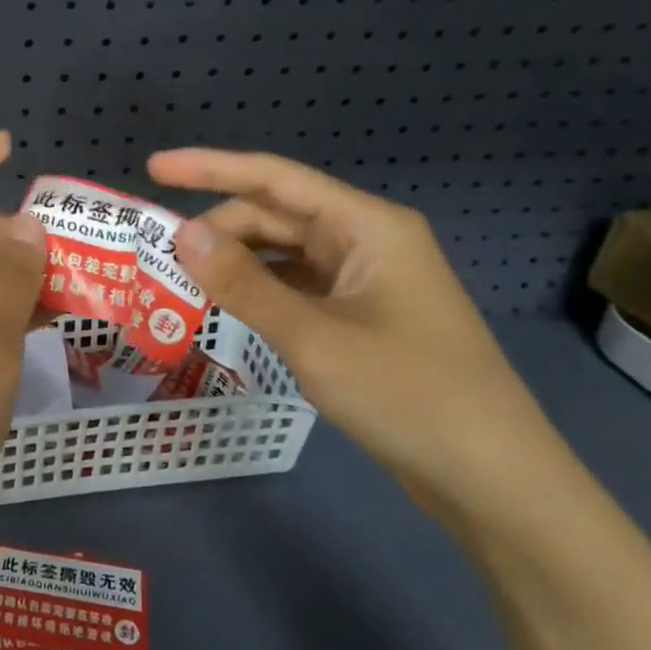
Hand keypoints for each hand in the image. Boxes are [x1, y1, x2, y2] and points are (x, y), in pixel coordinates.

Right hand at [148, 147, 565, 514]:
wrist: (495, 482)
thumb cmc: (409, 396)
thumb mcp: (313, 337)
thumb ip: (244, 283)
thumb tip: (181, 234)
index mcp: (367, 226)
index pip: (274, 179)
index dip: (210, 168)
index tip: (155, 167)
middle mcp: (367, 241)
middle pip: (277, 216)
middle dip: (219, 229)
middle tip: (162, 256)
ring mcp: (368, 280)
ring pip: (285, 253)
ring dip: (236, 262)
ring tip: (183, 280)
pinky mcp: (363, 316)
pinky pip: (298, 287)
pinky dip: (260, 291)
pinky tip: (228, 307)